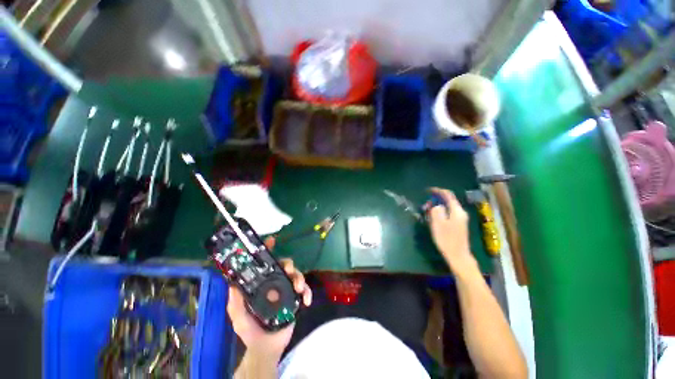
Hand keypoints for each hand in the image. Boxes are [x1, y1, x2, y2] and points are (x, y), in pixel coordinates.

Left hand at [226, 237, 311, 359]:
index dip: (268, 250)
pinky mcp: (296, 299)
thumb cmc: (250, 329)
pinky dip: (308, 292)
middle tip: (290, 271)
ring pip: (296, 275)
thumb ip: (235, 301)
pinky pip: (305, 290)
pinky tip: (307, 301)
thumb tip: (232, 284)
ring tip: (299, 288)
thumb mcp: (238, 315)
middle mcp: (275, 282)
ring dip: (300, 278)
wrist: (266, 347)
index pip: (265, 263)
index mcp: (262, 283)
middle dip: (289, 265)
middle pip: (285, 266)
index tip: (271, 240)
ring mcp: (287, 290)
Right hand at [427, 188, 476, 273]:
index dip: (438, 191)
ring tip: (427, 212)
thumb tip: (436, 205)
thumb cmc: (447, 240)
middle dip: (436, 200)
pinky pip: (448, 213)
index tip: (428, 190)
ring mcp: (460, 219)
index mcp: (457, 211)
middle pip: (448, 201)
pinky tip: (433, 218)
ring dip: (437, 207)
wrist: (458, 256)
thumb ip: (436, 211)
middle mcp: (460, 213)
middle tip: (425, 206)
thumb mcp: (438, 224)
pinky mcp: (458, 225)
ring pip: (447, 207)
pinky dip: (440, 212)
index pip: (448, 195)